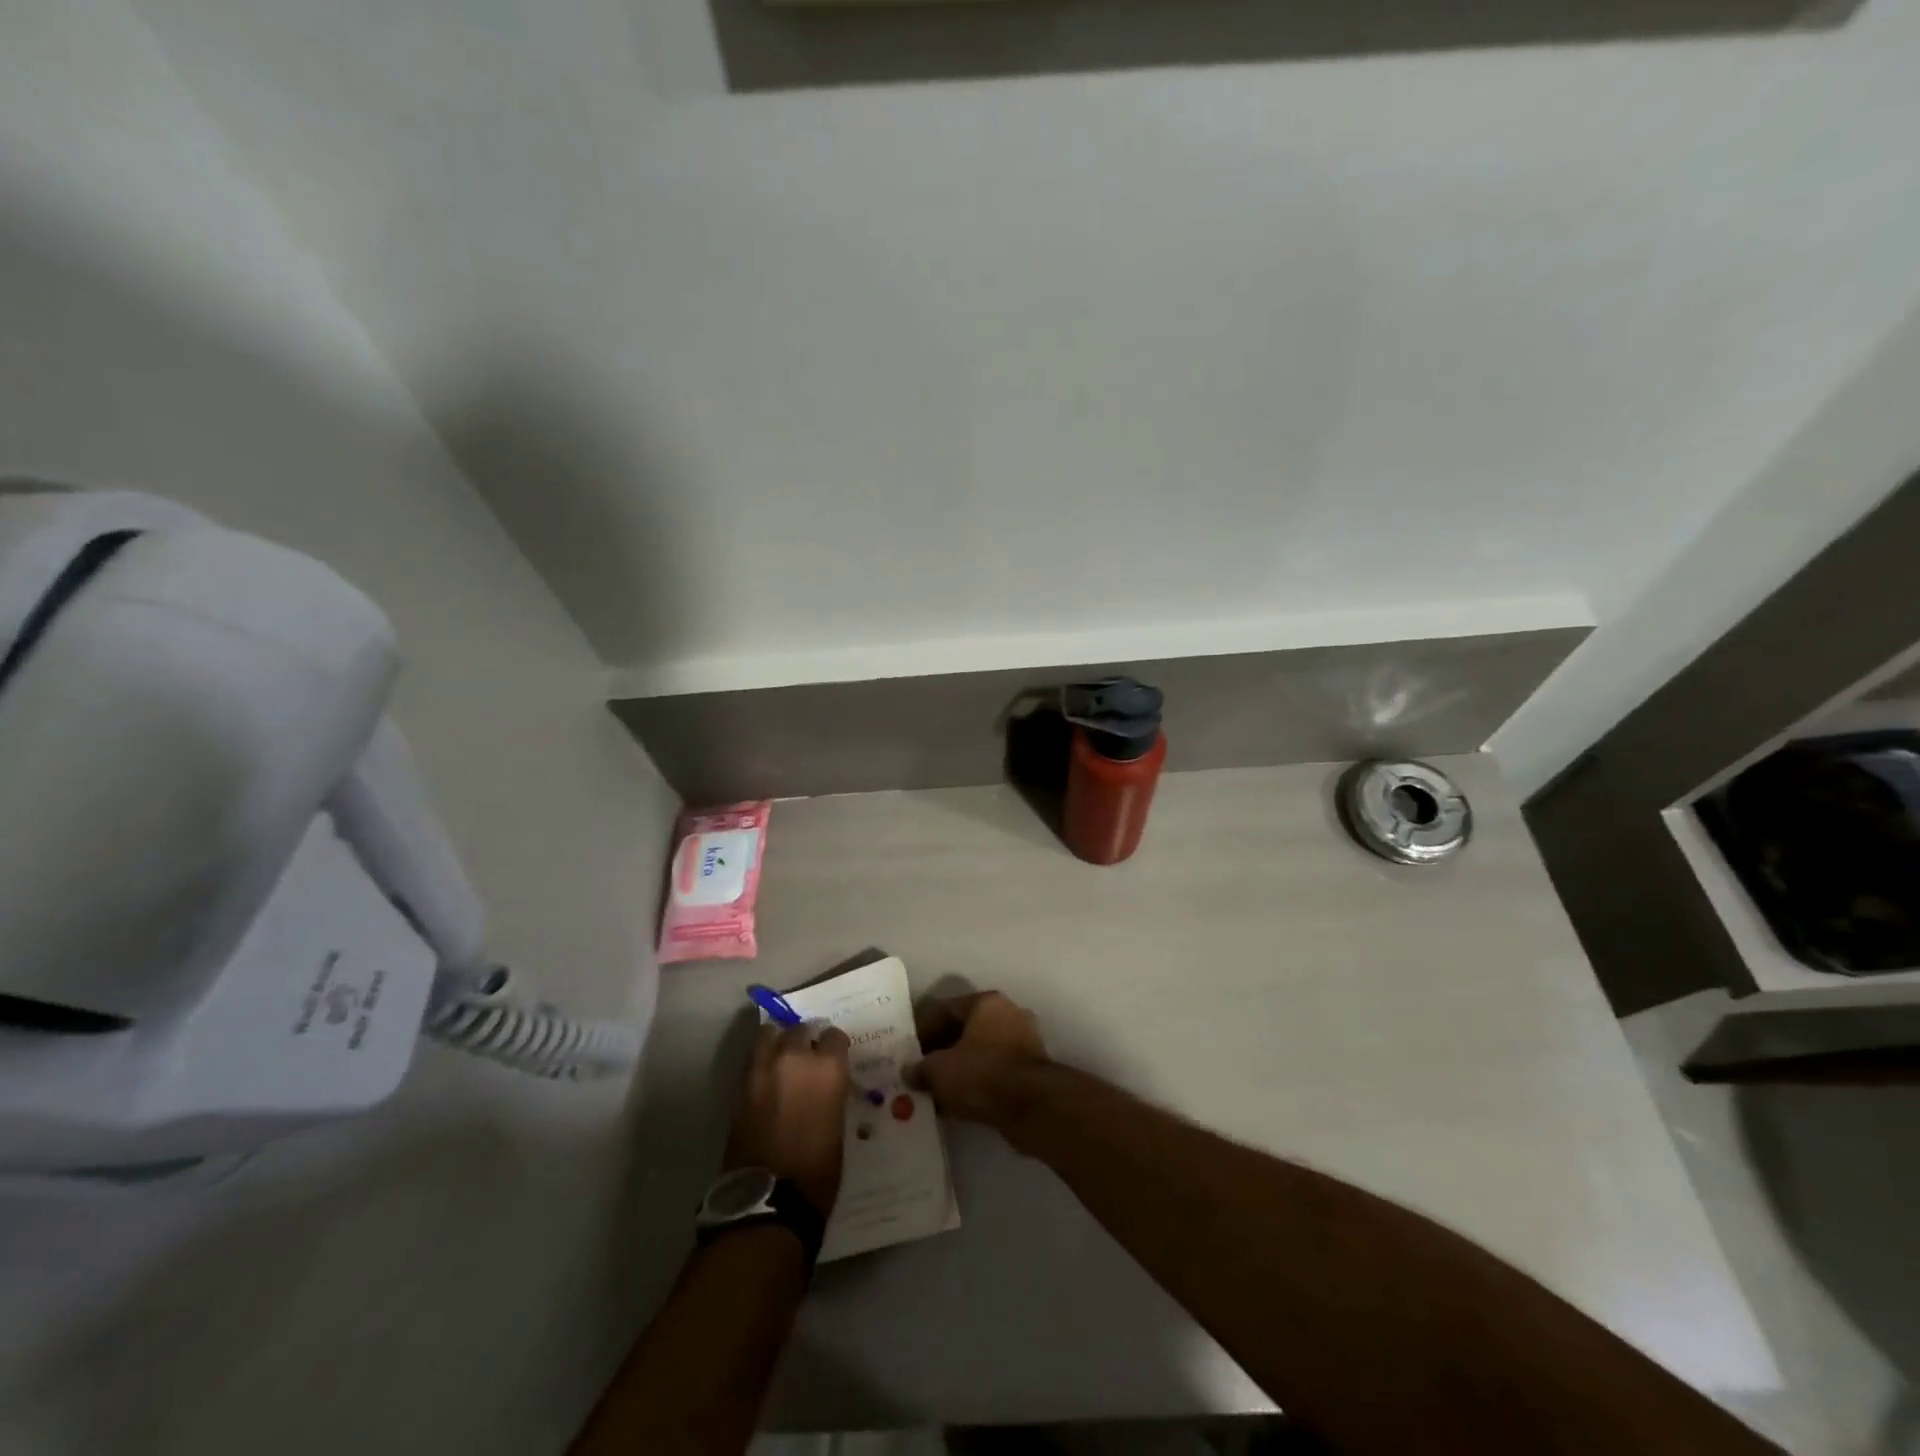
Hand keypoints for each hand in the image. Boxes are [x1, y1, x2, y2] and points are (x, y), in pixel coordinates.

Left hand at [725, 1023, 851, 1215]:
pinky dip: (759, 1063)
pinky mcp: (740, 1087)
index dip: (833, 1047)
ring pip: (769, 1035)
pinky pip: (752, 1060)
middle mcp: (795, 1058)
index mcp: (827, 1067)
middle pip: (799, 1030)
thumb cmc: (818, 1170)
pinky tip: (765, 1079)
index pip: (834, 1036)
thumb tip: (823, 1086)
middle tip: (806, 1057)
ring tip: (780, 1058)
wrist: (770, 1200)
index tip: (833, 1057)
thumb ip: (829, 1092)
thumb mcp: (837, 1124)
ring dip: (777, 1042)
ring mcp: (763, 1070)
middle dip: (804, 1040)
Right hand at [906, 991, 1050, 1130]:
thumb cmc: (981, 1074)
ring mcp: (1024, 1040)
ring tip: (938, 1089)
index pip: (947, 1009)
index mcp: (987, 1003)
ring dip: (960, 1067)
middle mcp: (1008, 1014)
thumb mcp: (939, 1071)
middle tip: (922, 1070)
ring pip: (982, 1050)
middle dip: (942, 1050)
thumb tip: (909, 1072)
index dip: (923, 1029)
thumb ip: (921, 1068)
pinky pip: (996, 1069)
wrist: (1031, 1106)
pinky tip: (961, 1100)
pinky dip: (978, 1081)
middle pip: (966, 1029)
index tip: (909, 1051)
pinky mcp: (1032, 1069)